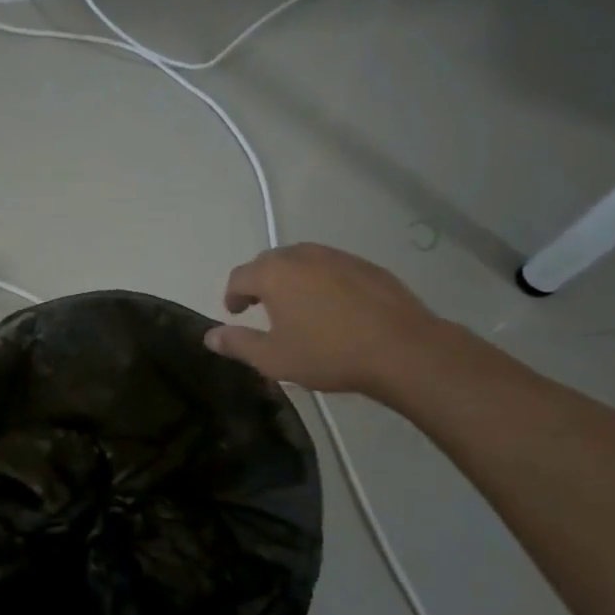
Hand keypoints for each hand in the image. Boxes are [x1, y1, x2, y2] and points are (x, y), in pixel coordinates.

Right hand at [204, 244, 440, 394]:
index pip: (239, 277)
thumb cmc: (330, 354)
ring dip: (292, 279)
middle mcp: (301, 256)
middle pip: (269, 263)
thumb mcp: (275, 359)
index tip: (235, 313)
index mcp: (273, 274)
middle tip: (263, 308)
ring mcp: (337, 257)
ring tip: (299, 306)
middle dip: (260, 283)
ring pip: (302, 262)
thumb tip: (210, 337)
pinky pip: (332, 268)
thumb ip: (238, 344)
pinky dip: (323, 281)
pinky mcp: (367, 266)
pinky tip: (335, 307)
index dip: (232, 295)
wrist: (404, 350)